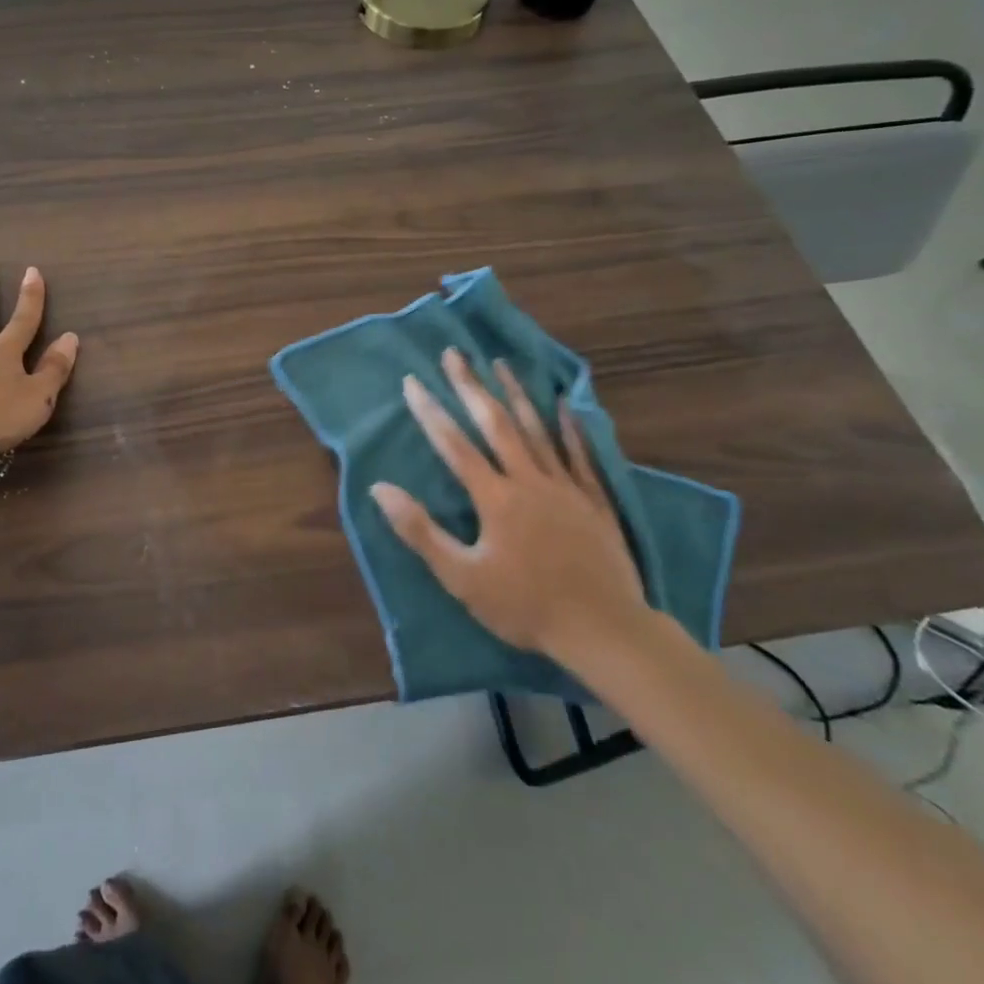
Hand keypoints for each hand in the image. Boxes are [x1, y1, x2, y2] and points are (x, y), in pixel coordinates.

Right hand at [369, 349, 647, 661]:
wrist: (604, 630)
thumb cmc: (525, 606)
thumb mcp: (461, 577)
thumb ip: (420, 531)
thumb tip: (380, 489)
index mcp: (495, 498)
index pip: (454, 445)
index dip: (430, 412)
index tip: (412, 381)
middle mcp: (529, 480)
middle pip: (496, 424)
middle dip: (470, 386)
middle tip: (454, 353)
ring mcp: (566, 486)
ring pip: (537, 429)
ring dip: (516, 393)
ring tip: (500, 362)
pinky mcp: (594, 500)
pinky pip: (581, 454)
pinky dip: (571, 427)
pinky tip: (565, 404)